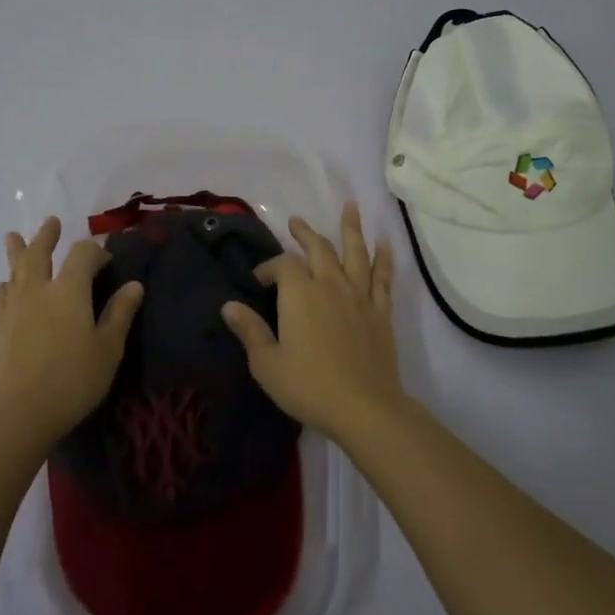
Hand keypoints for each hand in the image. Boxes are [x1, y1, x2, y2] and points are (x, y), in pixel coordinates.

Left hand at [0, 217, 144, 445]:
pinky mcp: (0, 329)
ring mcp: (15, 308)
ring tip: (13, 237)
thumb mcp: (108, 349)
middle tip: (52, 222)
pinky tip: (5, 287)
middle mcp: (38, 291)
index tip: (107, 261)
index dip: (95, 251)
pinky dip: (6, 286)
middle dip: (47, 236)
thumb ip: (120, 314)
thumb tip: (134, 285)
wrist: (20, 414)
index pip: (82, 255)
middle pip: (39, 253)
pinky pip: (2, 297)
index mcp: (69, 291)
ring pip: (15, 271)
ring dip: (17, 252)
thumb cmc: (73, 380)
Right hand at [220, 202, 405, 441]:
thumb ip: (250, 331)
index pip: (282, 265)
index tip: (259, 279)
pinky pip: (383, 277)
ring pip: (355, 253)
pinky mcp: (380, 311)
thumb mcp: (267, 363)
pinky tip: (385, 245)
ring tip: (351, 206)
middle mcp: (330, 284)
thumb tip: (229, 306)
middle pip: (319, 248)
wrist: (364, 407)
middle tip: (297, 221)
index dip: (269, 267)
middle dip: (306, 233)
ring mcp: (359, 295)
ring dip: (351, 228)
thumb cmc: (308, 386)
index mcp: (299, 293)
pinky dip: (384, 258)